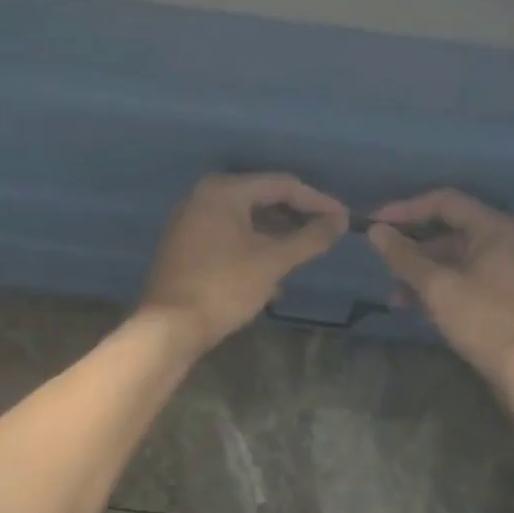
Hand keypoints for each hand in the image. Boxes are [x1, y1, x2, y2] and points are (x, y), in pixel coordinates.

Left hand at [141, 173, 349, 350]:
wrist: (170, 327)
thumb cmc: (224, 287)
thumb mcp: (273, 261)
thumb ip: (310, 238)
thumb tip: (340, 221)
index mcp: (224, 190)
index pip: (282, 185)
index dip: (317, 201)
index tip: (343, 219)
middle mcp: (203, 196)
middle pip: (262, 199)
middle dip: (295, 218)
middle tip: (324, 236)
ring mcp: (190, 221)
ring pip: (245, 220)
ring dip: (276, 236)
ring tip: (301, 256)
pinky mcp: (185, 245)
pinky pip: (228, 236)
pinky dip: (253, 248)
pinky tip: (271, 275)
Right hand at [366, 189, 513, 381]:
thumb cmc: (484, 320)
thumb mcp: (438, 287)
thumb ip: (404, 256)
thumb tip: (376, 231)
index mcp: (495, 228)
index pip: (444, 202)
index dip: (405, 210)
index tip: (374, 224)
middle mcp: (506, 241)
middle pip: (449, 231)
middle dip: (412, 249)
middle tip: (383, 266)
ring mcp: (509, 269)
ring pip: (455, 259)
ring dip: (423, 273)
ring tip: (396, 298)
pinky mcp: (507, 295)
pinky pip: (466, 278)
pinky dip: (441, 288)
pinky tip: (419, 308)